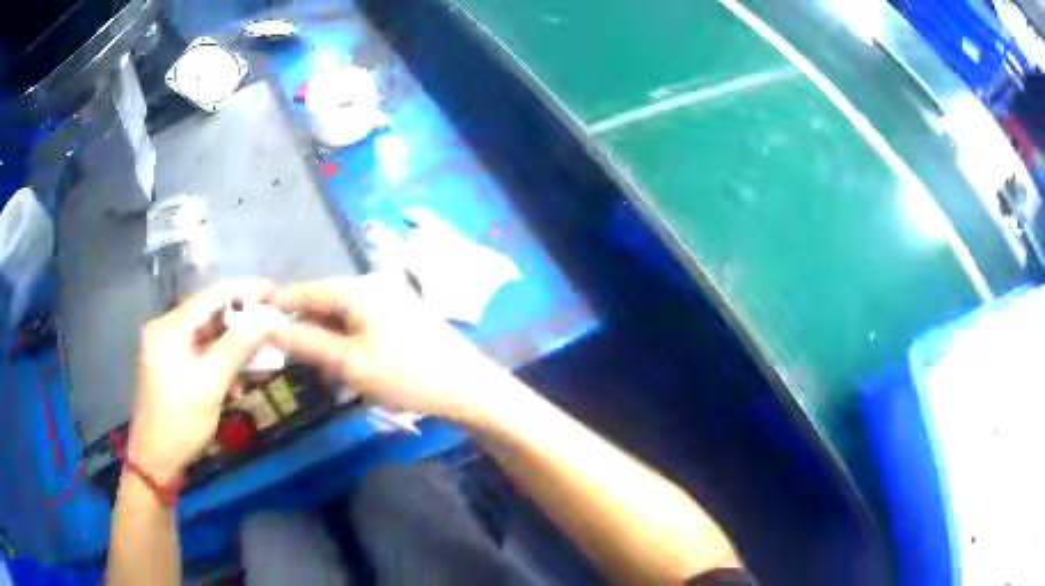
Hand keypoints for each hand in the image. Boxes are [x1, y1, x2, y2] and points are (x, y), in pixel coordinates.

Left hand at [129, 280, 276, 482]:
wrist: (155, 460)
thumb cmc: (180, 421)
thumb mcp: (211, 384)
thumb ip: (238, 347)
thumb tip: (269, 318)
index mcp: (170, 326)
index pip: (212, 295)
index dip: (246, 291)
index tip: (275, 293)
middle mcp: (166, 328)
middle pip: (210, 314)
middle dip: (242, 323)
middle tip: (272, 330)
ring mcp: (166, 347)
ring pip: (207, 335)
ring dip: (234, 346)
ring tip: (261, 359)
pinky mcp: (170, 364)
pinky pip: (201, 352)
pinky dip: (221, 361)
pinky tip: (238, 379)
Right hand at [269, 271, 506, 422]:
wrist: (468, 388)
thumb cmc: (406, 374)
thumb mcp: (348, 362)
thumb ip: (306, 343)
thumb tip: (270, 329)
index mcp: (358, 287)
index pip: (306, 290)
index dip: (279, 306)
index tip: (254, 324)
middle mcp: (373, 284)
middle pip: (324, 302)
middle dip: (305, 330)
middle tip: (287, 359)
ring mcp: (390, 299)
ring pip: (342, 317)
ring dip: (326, 341)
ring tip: (318, 371)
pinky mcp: (401, 317)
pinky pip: (361, 325)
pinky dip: (346, 343)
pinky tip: (344, 368)